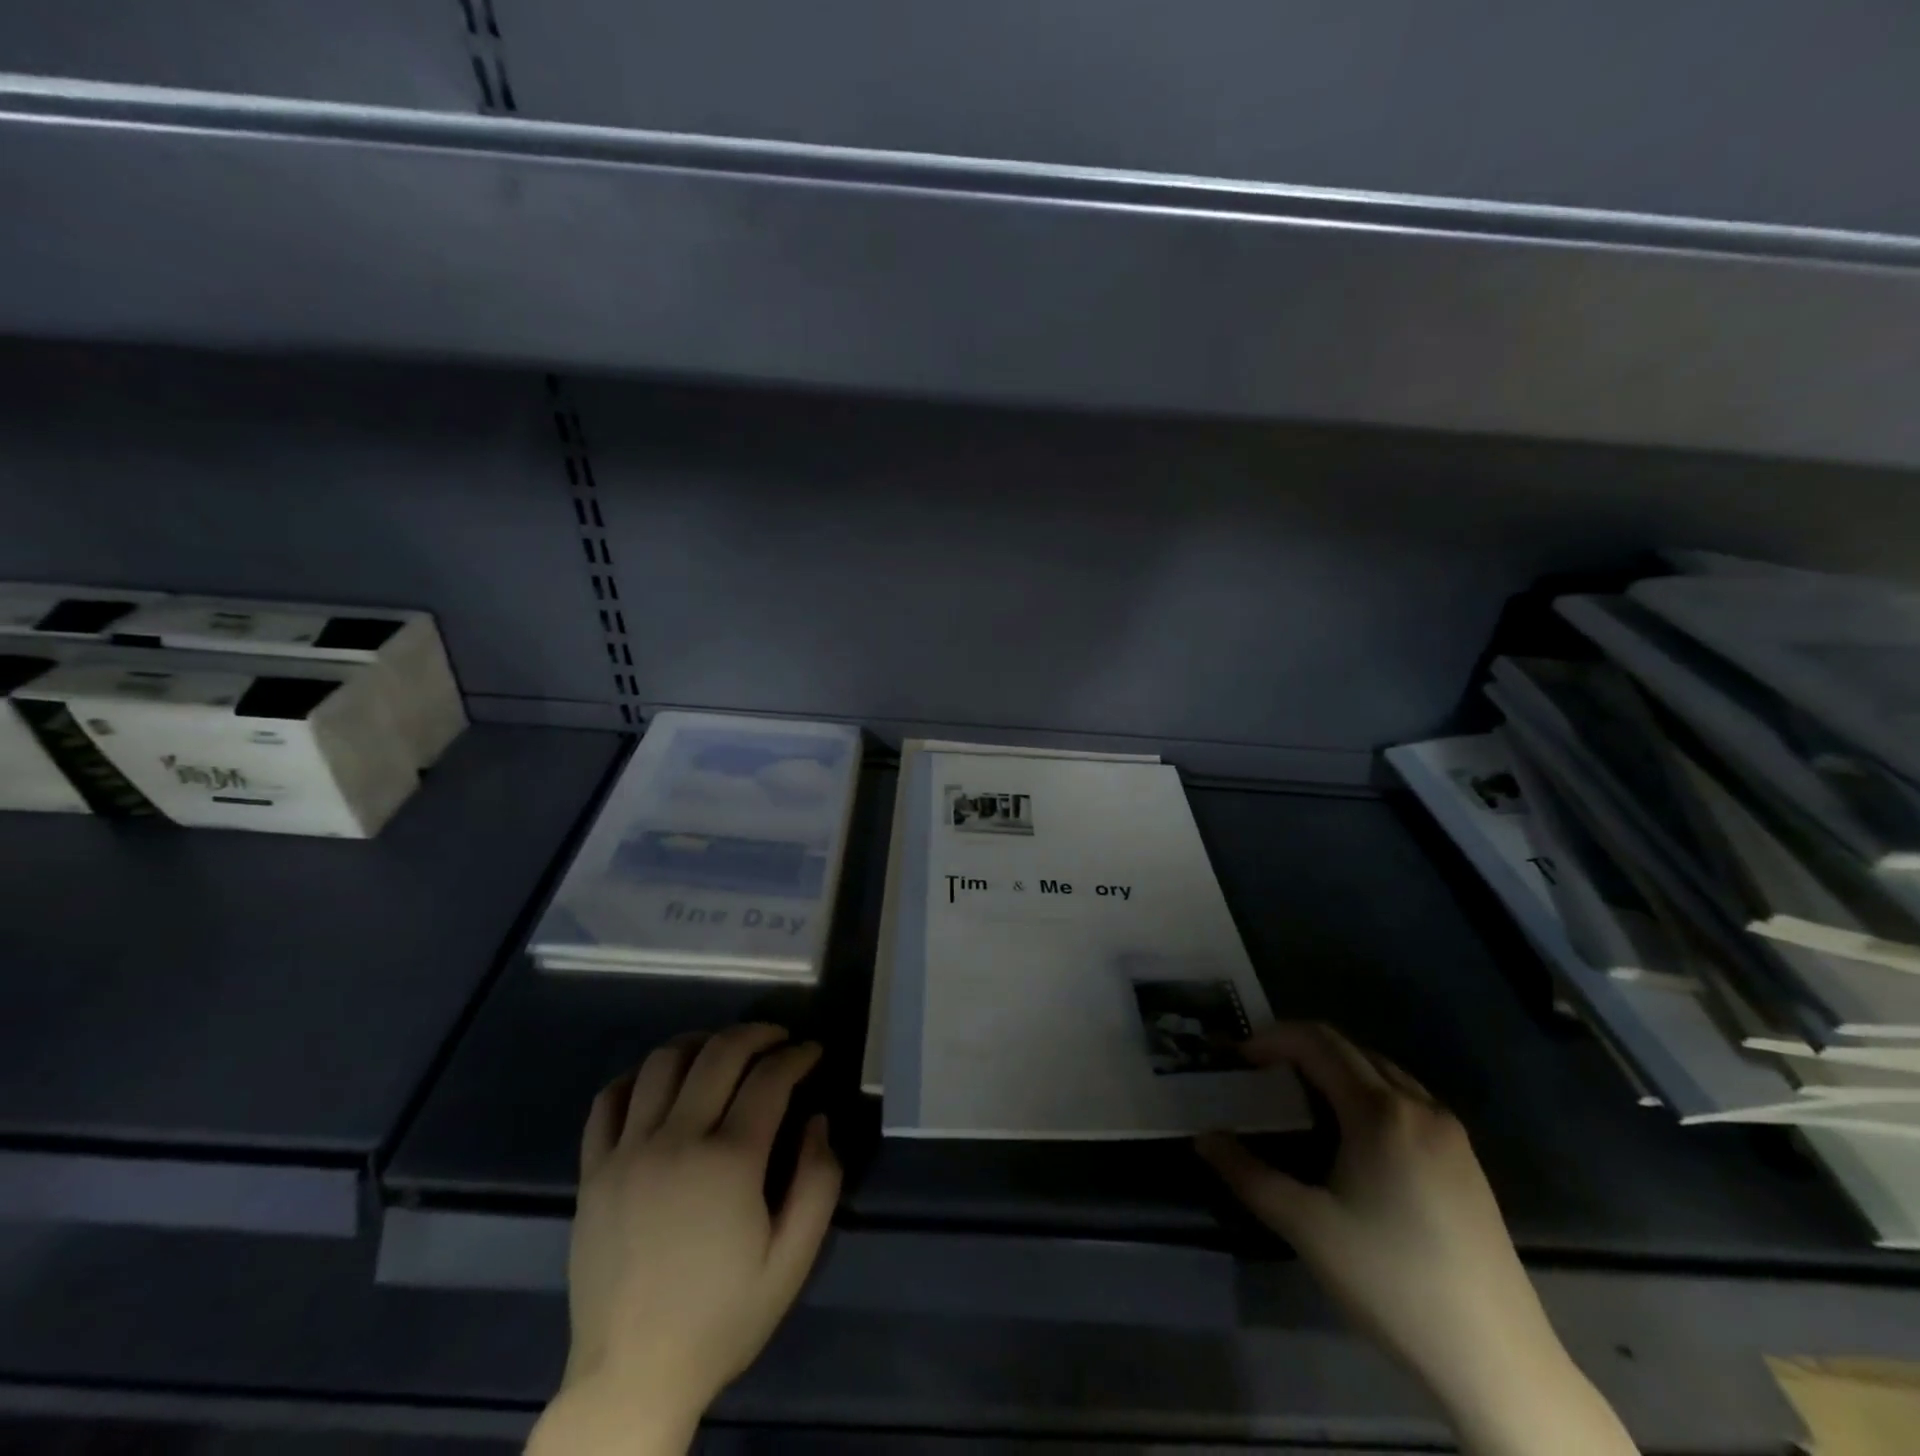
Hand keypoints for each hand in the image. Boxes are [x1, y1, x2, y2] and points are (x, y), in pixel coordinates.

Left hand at [529, 1024, 840, 1455]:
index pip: (770, 1077)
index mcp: (729, 1161)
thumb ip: (819, 1181)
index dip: (798, 1054)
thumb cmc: (721, 1318)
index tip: (814, 1051)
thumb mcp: (792, 1261)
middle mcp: (676, 1141)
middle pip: (719, 1053)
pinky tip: (660, 1084)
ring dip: (700, 1043)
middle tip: (778, 1039)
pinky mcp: (592, 1171)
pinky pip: (609, 1100)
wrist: (632, 1377)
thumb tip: (817, 1119)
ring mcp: (627, 1152)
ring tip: (722, 1053)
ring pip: (663, 1062)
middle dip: (757, 1034)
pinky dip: (638, 1077)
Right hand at [1197, 1022, 1635, 1455]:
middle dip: (1298, 1046)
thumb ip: (1247, 1175)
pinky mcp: (1466, 1160)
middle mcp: (1418, 1106)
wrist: (1497, 1359)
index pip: (1316, 1043)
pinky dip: (1367, 1090)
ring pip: (1381, 1069)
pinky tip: (1353, 1133)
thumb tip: (1203, 1138)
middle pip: (1349, 1047)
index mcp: (1379, 1112)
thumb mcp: (1306, 1227)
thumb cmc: (1392, 1281)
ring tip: (1300, 1095)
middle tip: (1260, 1070)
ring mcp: (1449, 1132)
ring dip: (1335, 1066)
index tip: (1239, 1058)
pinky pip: (1406, 1097)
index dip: (1272, 1039)